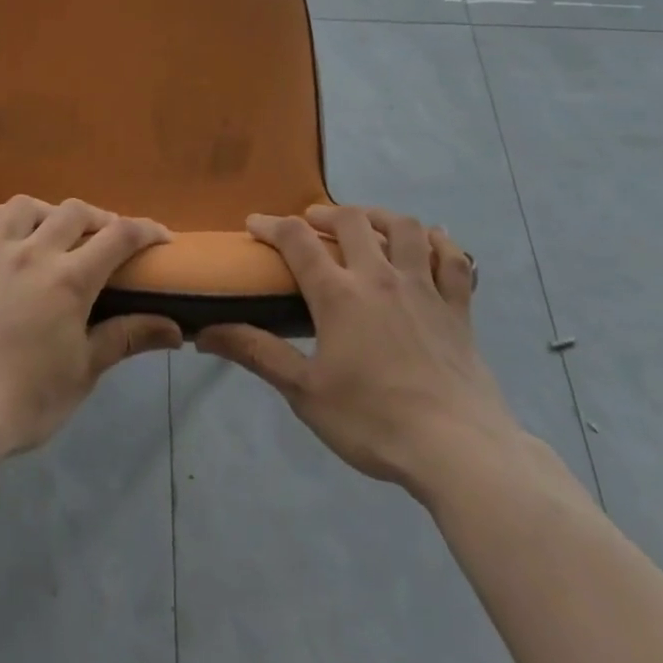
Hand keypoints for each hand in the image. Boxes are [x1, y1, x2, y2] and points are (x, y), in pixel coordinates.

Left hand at [0, 197, 183, 459]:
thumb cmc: (23, 402)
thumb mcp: (82, 373)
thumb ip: (126, 339)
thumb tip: (177, 329)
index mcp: (68, 280)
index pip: (119, 237)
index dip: (146, 230)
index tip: (160, 237)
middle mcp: (30, 253)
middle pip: (73, 212)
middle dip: (98, 218)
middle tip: (104, 237)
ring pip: (23, 207)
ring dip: (46, 212)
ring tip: (50, 230)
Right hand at [198, 205, 517, 488]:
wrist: (457, 450)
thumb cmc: (373, 421)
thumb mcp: (304, 392)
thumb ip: (256, 353)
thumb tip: (204, 332)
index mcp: (339, 294)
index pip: (298, 241)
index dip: (271, 224)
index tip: (254, 223)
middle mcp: (380, 277)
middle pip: (352, 221)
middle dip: (326, 212)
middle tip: (312, 221)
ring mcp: (424, 288)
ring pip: (405, 229)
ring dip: (380, 216)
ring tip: (366, 222)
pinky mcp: (458, 308)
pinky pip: (452, 260)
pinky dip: (441, 242)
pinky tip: (431, 240)